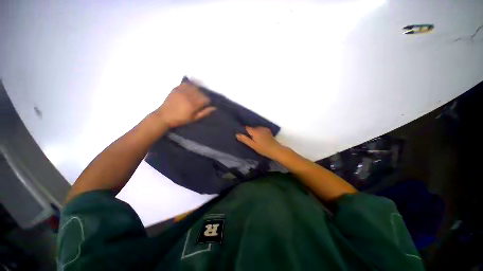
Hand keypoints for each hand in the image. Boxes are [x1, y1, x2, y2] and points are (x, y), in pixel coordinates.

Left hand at [154, 83, 215, 127]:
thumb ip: (204, 112)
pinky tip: (189, 91)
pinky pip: (186, 84)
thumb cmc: (181, 119)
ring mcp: (181, 91)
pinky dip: (189, 86)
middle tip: (199, 102)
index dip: (207, 102)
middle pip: (201, 92)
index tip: (204, 105)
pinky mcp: (176, 88)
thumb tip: (214, 108)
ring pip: (194, 87)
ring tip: (194, 96)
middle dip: (202, 96)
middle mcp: (188, 96)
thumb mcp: (194, 118)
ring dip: (196, 91)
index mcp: (193, 104)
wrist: (164, 116)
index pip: (205, 99)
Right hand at [236, 127, 284, 159]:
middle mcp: (259, 128)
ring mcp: (264, 128)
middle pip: (251, 128)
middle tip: (248, 139)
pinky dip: (258, 132)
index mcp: (255, 131)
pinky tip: (260, 138)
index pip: (246, 128)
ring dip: (254, 132)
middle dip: (249, 132)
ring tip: (254, 139)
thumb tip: (237, 134)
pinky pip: (260, 129)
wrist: (275, 149)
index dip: (243, 130)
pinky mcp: (267, 130)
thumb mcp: (252, 145)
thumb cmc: (263, 149)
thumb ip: (245, 139)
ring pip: (256, 128)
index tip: (241, 134)